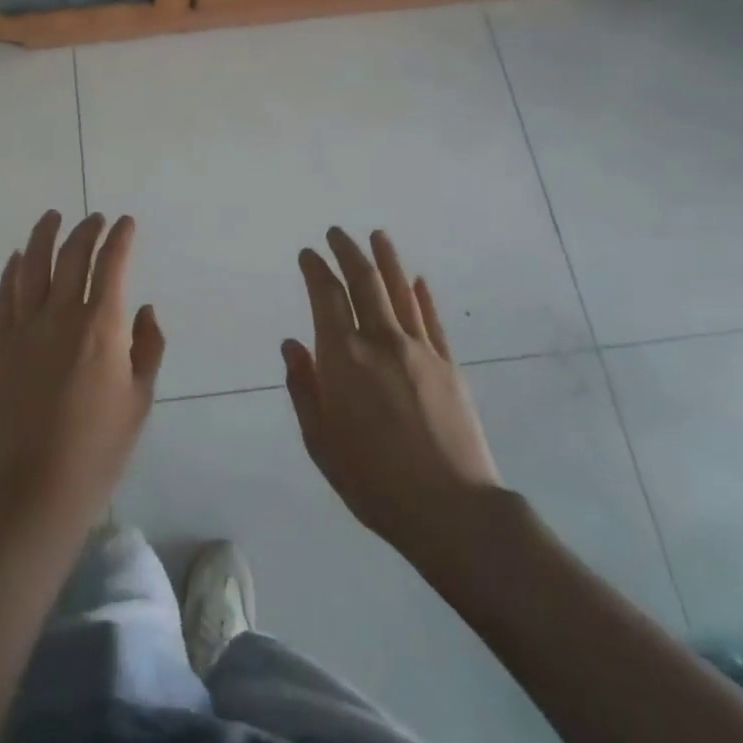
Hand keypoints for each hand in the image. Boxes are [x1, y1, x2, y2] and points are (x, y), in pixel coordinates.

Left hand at [0, 211, 164, 529]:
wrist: (39, 483)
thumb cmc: (101, 445)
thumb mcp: (140, 398)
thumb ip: (147, 346)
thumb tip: (143, 309)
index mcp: (101, 327)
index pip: (112, 265)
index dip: (120, 239)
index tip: (126, 223)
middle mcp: (62, 316)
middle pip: (72, 257)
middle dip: (86, 231)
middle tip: (95, 219)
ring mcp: (25, 328)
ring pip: (33, 266)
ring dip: (44, 236)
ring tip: (53, 217)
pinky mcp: (0, 344)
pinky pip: (5, 296)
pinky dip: (12, 271)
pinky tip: (18, 257)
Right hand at [284, 228, 501, 555]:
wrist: (450, 509)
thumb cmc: (372, 481)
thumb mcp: (320, 441)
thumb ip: (303, 387)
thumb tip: (292, 345)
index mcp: (343, 358)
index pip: (326, 296)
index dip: (316, 269)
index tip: (308, 253)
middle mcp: (380, 341)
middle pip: (364, 282)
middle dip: (348, 251)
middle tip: (337, 233)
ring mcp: (419, 349)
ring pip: (400, 291)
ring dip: (386, 259)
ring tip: (377, 236)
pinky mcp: (448, 364)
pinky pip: (431, 319)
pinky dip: (421, 295)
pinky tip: (417, 279)